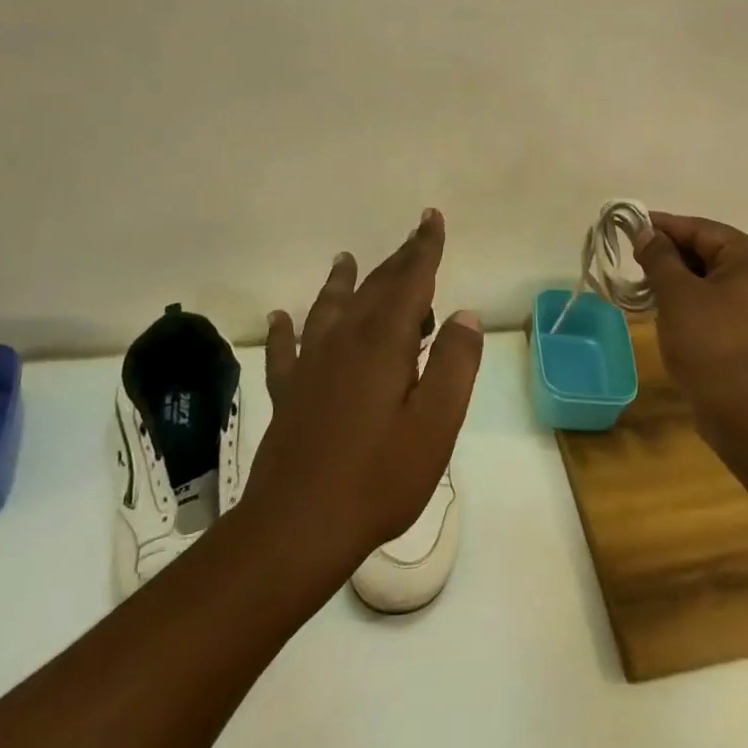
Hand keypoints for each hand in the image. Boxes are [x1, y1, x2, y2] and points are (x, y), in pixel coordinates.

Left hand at [249, 209, 482, 585]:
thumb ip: (454, 363)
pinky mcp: (289, 394)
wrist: (297, 528)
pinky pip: (287, 350)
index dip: (424, 249)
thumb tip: (465, 315)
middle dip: (398, 259)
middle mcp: (344, 341)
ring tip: (346, 260)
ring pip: (329, 308)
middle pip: (374, 287)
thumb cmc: (378, 477)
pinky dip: (287, 330)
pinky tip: (281, 318)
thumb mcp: (436, 423)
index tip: (431, 219)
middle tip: (414, 235)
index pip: (410, 280)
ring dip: (343, 282)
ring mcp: (310, 366)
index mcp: (383, 342)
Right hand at [634, 212, 747, 457]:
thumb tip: (646, 233)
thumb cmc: (710, 341)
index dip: (663, 226)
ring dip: (676, 279)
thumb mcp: (677, 293)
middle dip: (669, 254)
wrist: (744, 410)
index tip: (629, 225)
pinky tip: (662, 308)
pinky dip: (688, 300)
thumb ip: (659, 257)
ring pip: (708, 279)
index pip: (701, 229)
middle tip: (632, 257)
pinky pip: (713, 302)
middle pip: (707, 251)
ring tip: (642, 283)